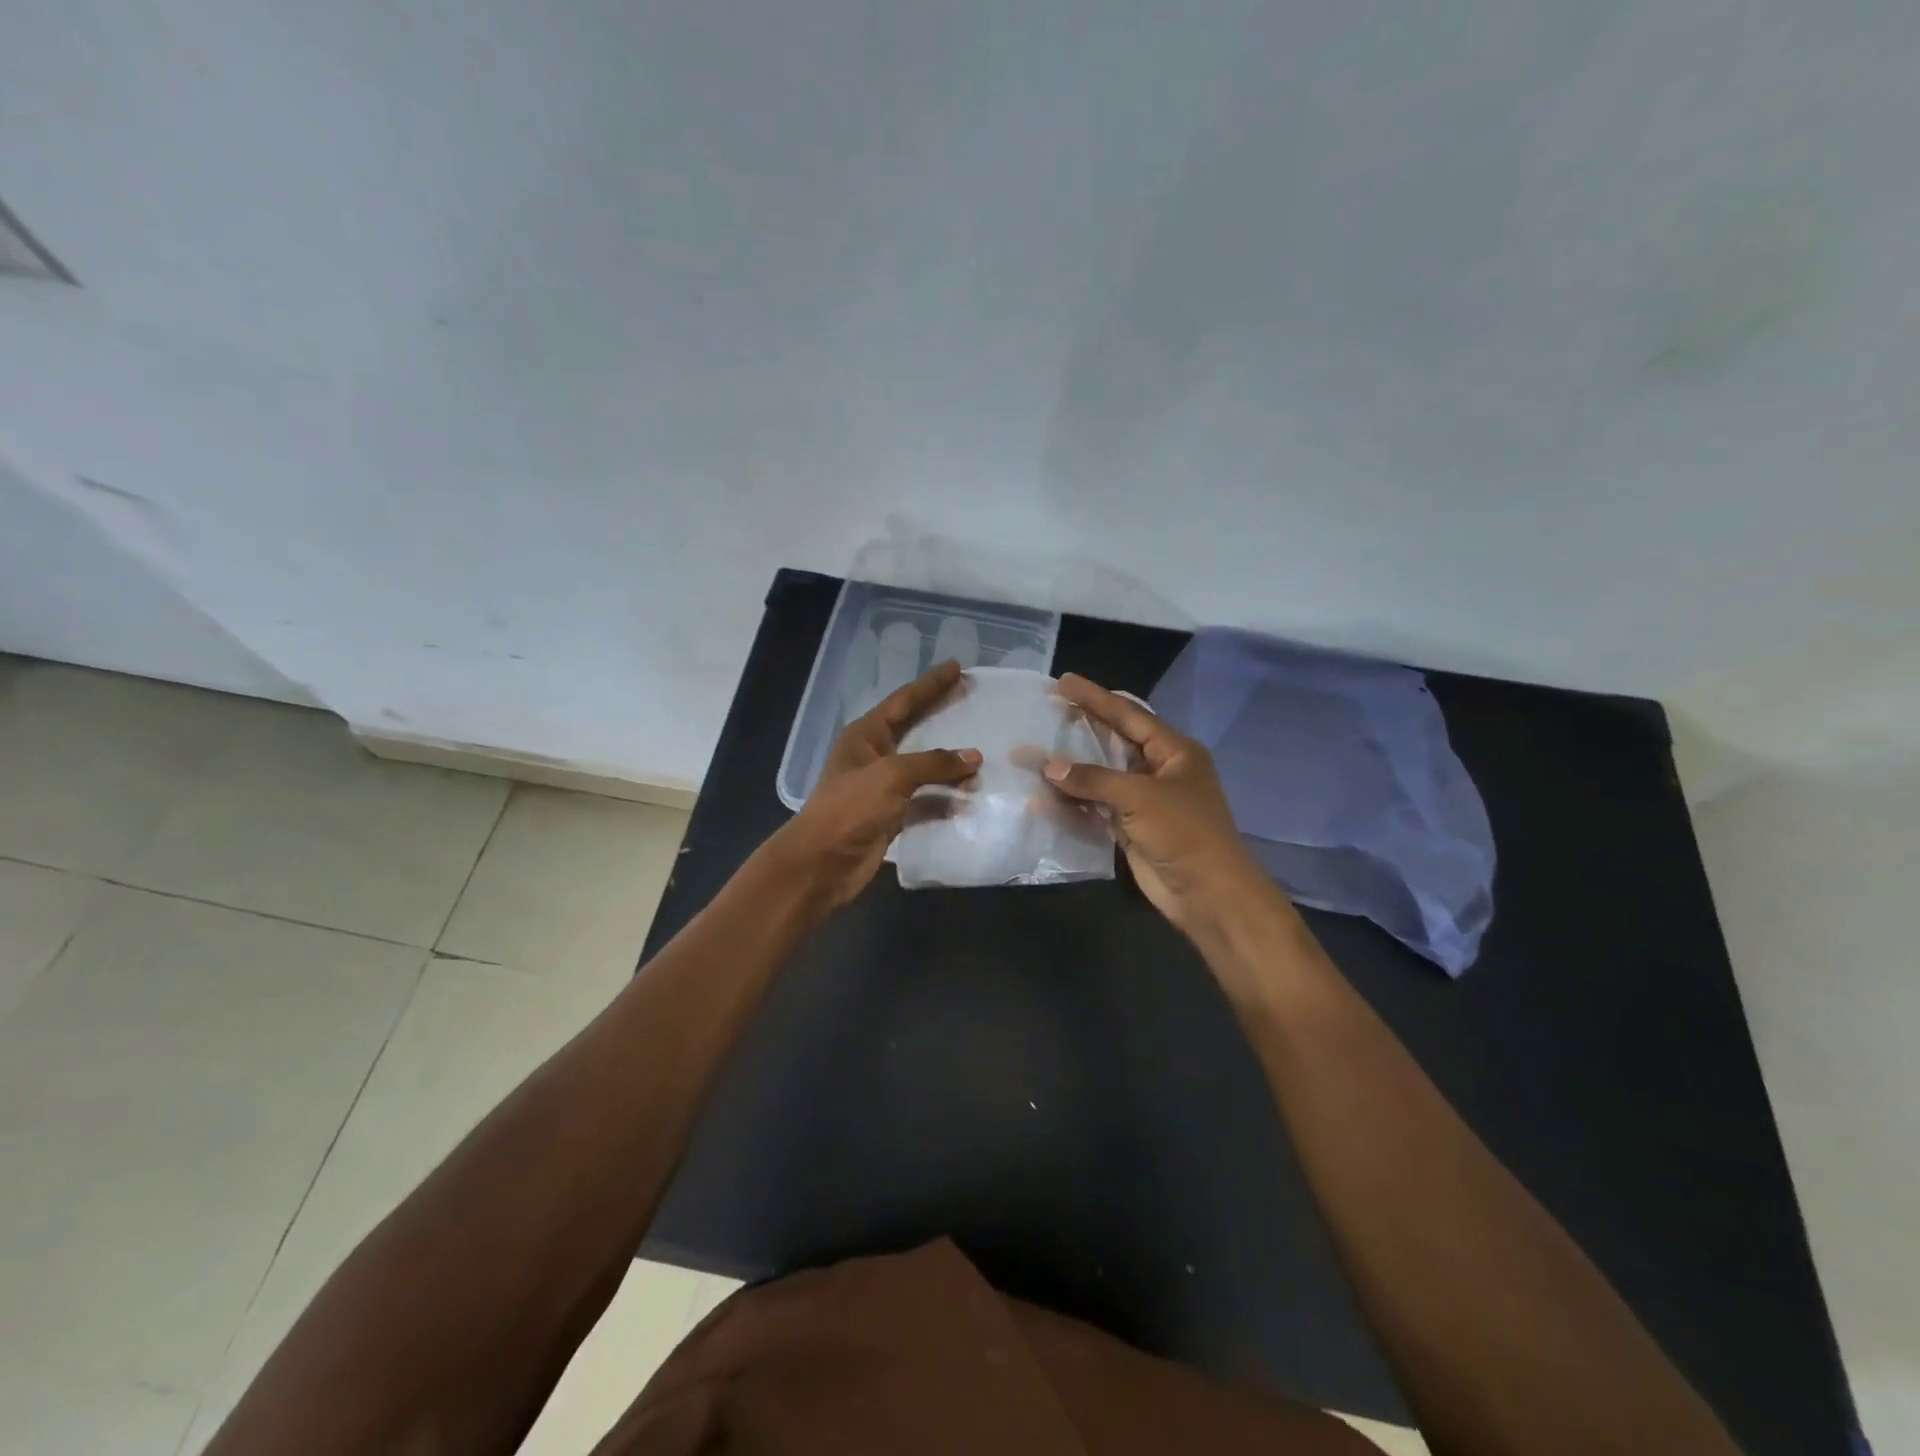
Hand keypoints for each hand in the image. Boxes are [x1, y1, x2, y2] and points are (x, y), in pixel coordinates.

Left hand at [771, 660, 981, 910]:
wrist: (822, 863)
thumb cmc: (850, 809)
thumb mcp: (891, 776)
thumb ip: (933, 763)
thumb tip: (974, 756)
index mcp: (865, 736)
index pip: (903, 701)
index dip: (930, 684)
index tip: (957, 667)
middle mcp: (874, 756)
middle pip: (914, 728)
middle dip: (941, 714)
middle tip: (971, 697)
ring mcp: (883, 787)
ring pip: (923, 767)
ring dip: (949, 763)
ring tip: (982, 753)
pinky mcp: (892, 815)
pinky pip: (926, 799)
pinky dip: (946, 798)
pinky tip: (970, 796)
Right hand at [1044, 674, 1270, 935]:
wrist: (1207, 893)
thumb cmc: (1183, 832)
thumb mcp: (1140, 796)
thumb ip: (1093, 778)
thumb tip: (1048, 766)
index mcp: (1174, 751)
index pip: (1128, 715)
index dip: (1095, 698)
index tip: (1063, 682)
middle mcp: (1158, 770)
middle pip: (1112, 742)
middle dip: (1079, 730)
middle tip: (1046, 712)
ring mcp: (1143, 801)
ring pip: (1099, 777)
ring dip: (1068, 771)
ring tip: (1031, 757)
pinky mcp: (1129, 828)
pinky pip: (1094, 808)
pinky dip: (1071, 805)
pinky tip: (1041, 800)